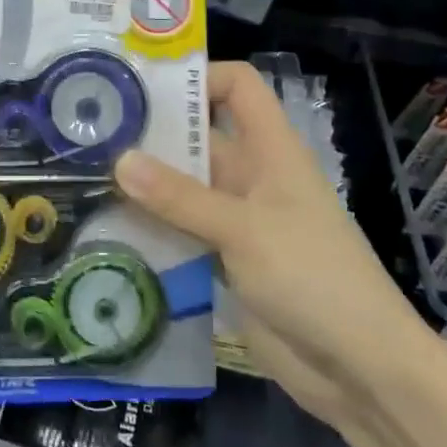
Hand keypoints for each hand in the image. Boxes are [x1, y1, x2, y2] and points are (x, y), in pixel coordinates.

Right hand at [113, 62, 422, 428]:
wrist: (360, 370)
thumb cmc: (313, 277)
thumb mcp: (243, 230)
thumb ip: (180, 197)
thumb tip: (118, 159)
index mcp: (270, 149)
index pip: (237, 86)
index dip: (199, 77)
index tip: (144, 88)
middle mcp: (252, 175)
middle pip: (199, 137)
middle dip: (152, 134)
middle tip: (91, 134)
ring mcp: (238, 219)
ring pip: (184, 187)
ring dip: (145, 185)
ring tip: (85, 178)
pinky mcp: (226, 260)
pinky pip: (182, 231)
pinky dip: (153, 227)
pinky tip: (108, 229)